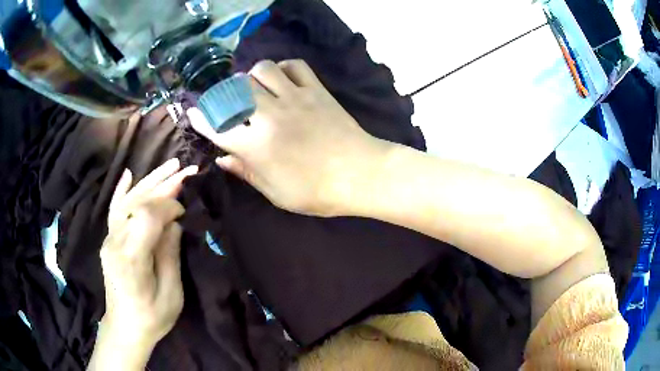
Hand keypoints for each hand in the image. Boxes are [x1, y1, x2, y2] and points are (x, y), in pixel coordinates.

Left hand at [89, 159, 196, 369]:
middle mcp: (115, 241)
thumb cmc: (152, 317)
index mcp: (131, 258)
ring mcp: (109, 238)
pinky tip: (129, 174)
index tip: (186, 210)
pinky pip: (114, 209)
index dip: (169, 205)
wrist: (125, 326)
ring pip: (128, 200)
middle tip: (187, 170)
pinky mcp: (108, 239)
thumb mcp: (171, 293)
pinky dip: (122, 190)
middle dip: (164, 185)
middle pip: (138, 202)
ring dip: (150, 181)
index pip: (147, 215)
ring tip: (171, 165)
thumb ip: (170, 254)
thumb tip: (175, 222)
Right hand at [188, 59, 391, 216]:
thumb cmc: (317, 192)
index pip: (217, 126)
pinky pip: (294, 65)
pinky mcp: (316, 89)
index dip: (201, 118)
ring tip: (256, 89)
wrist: (361, 174)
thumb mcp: (276, 193)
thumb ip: (246, 172)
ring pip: (262, 69)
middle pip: (235, 90)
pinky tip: (283, 80)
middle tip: (229, 103)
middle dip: (225, 94)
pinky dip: (283, 68)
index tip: (194, 113)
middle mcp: (269, 115)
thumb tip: (222, 158)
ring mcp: (294, 97)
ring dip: (253, 76)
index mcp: (256, 146)